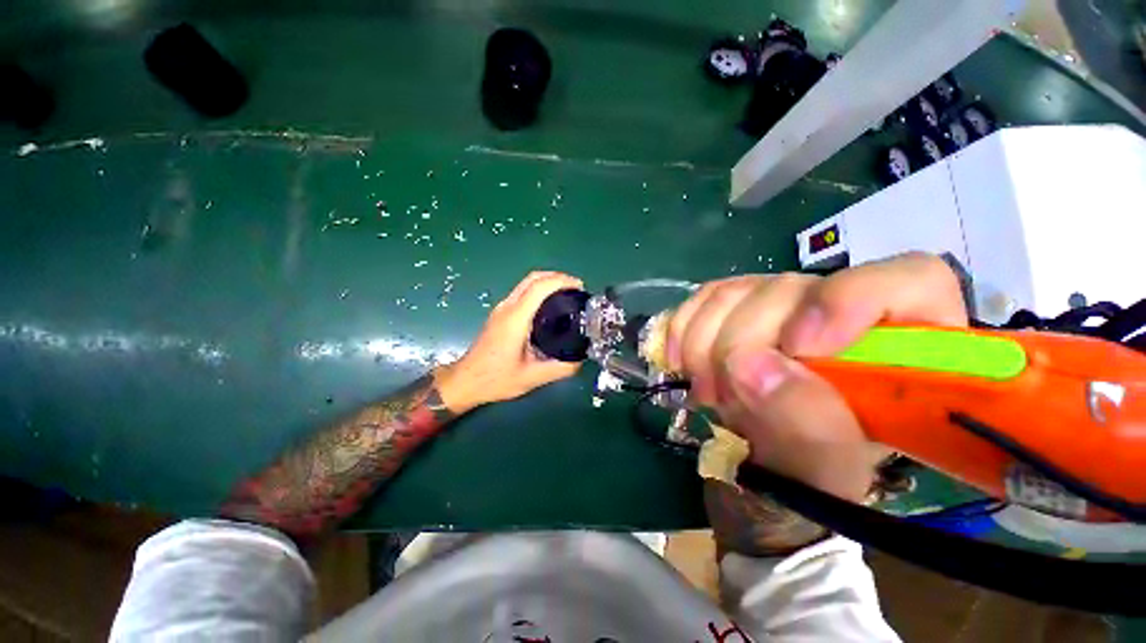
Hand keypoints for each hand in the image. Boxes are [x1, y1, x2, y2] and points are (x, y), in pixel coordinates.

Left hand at [436, 271, 584, 412]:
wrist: (465, 381)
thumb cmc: (496, 379)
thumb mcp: (532, 378)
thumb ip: (560, 369)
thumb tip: (580, 359)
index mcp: (515, 319)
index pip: (539, 287)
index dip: (561, 281)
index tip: (579, 287)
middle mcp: (507, 308)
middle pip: (532, 278)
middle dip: (557, 277)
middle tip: (576, 288)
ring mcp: (501, 309)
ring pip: (526, 283)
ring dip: (547, 282)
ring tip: (567, 294)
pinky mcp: (499, 313)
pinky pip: (522, 292)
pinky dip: (539, 290)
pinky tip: (550, 305)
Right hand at [665, 253, 967, 501]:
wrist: (763, 461)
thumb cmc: (811, 475)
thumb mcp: (825, 473)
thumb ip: (808, 428)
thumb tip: (750, 367)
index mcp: (903, 348)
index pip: (908, 280)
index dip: (845, 302)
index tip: (798, 349)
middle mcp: (842, 308)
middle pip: (791, 288)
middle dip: (743, 343)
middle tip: (723, 395)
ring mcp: (781, 301)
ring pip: (736, 291)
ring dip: (705, 344)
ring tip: (706, 391)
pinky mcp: (737, 305)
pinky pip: (702, 299)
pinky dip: (683, 330)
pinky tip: (682, 363)